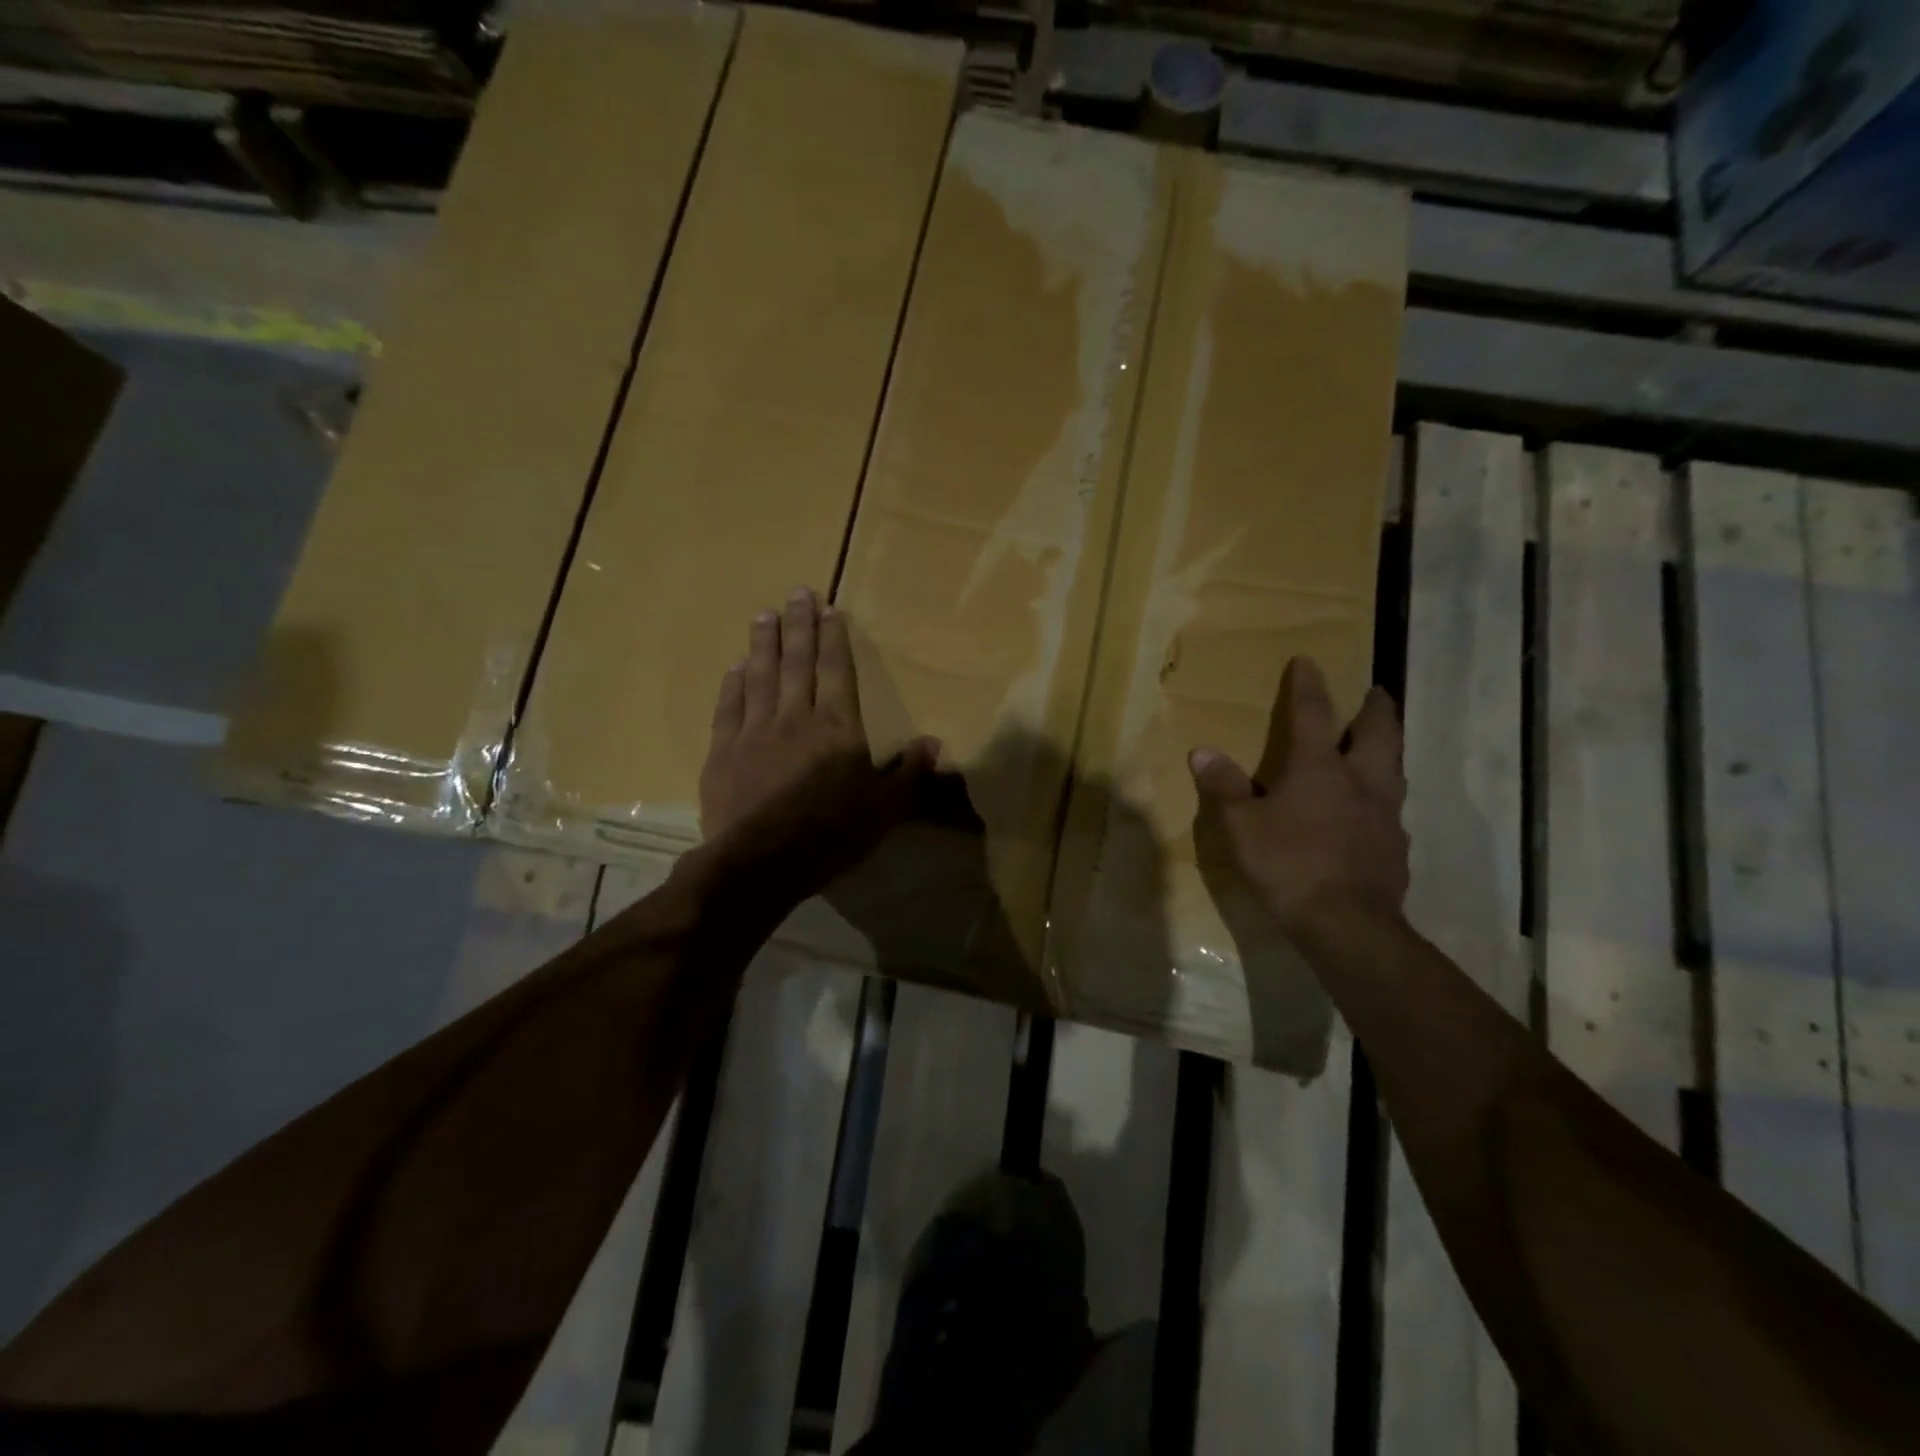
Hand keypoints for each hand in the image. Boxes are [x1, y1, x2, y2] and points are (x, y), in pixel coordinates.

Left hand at [698, 588, 937, 900]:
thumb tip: (934, 743)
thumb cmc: (831, 835)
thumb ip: (909, 773)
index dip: (834, 639)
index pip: (836, 671)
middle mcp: (796, 717)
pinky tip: (735, 667)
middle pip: (797, 662)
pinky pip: (729, 707)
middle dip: (798, 625)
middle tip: (796, 592)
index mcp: (838, 728)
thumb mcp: (884, 810)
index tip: (829, 610)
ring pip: (760, 676)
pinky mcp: (723, 751)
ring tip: (764, 615)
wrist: (761, 862)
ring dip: (763, 643)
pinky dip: (733, 683)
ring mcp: (755, 731)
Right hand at [1189, 656, 1407, 935]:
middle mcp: (1361, 781)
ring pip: (1395, 768)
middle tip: (1376, 693)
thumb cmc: (1288, 865)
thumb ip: (1224, 787)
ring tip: (1380, 747)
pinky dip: (1383, 799)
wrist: (1347, 924)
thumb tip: (1202, 751)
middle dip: (1376, 708)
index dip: (1308, 685)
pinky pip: (1392, 810)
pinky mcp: (1397, 847)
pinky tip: (1371, 814)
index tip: (1308, 661)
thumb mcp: (1241, 827)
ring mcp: (1386, 814)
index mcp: (1319, 768)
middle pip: (1380, 732)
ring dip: (1388, 750)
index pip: (1313, 714)